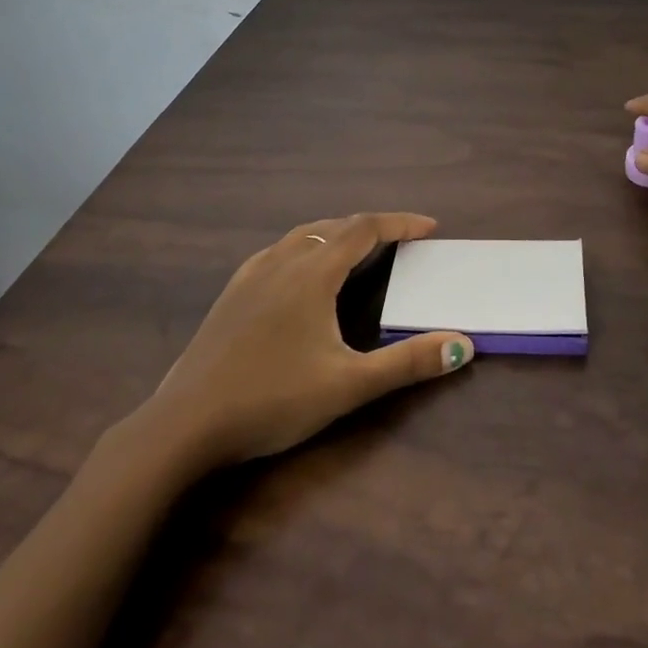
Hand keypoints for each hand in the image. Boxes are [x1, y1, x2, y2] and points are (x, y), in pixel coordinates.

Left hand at [134, 213, 472, 472]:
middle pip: (334, 226)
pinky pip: (277, 251)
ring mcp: (251, 274)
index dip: (400, 223)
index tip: (430, 227)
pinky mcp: (231, 293)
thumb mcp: (348, 385)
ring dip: (336, 234)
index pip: (365, 228)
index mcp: (313, 272)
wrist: (185, 424)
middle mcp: (283, 260)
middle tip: (401, 241)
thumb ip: (408, 363)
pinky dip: (305, 247)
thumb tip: (463, 344)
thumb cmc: (273, 399)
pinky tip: (300, 274)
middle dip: (372, 227)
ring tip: (357, 250)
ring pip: (302, 235)